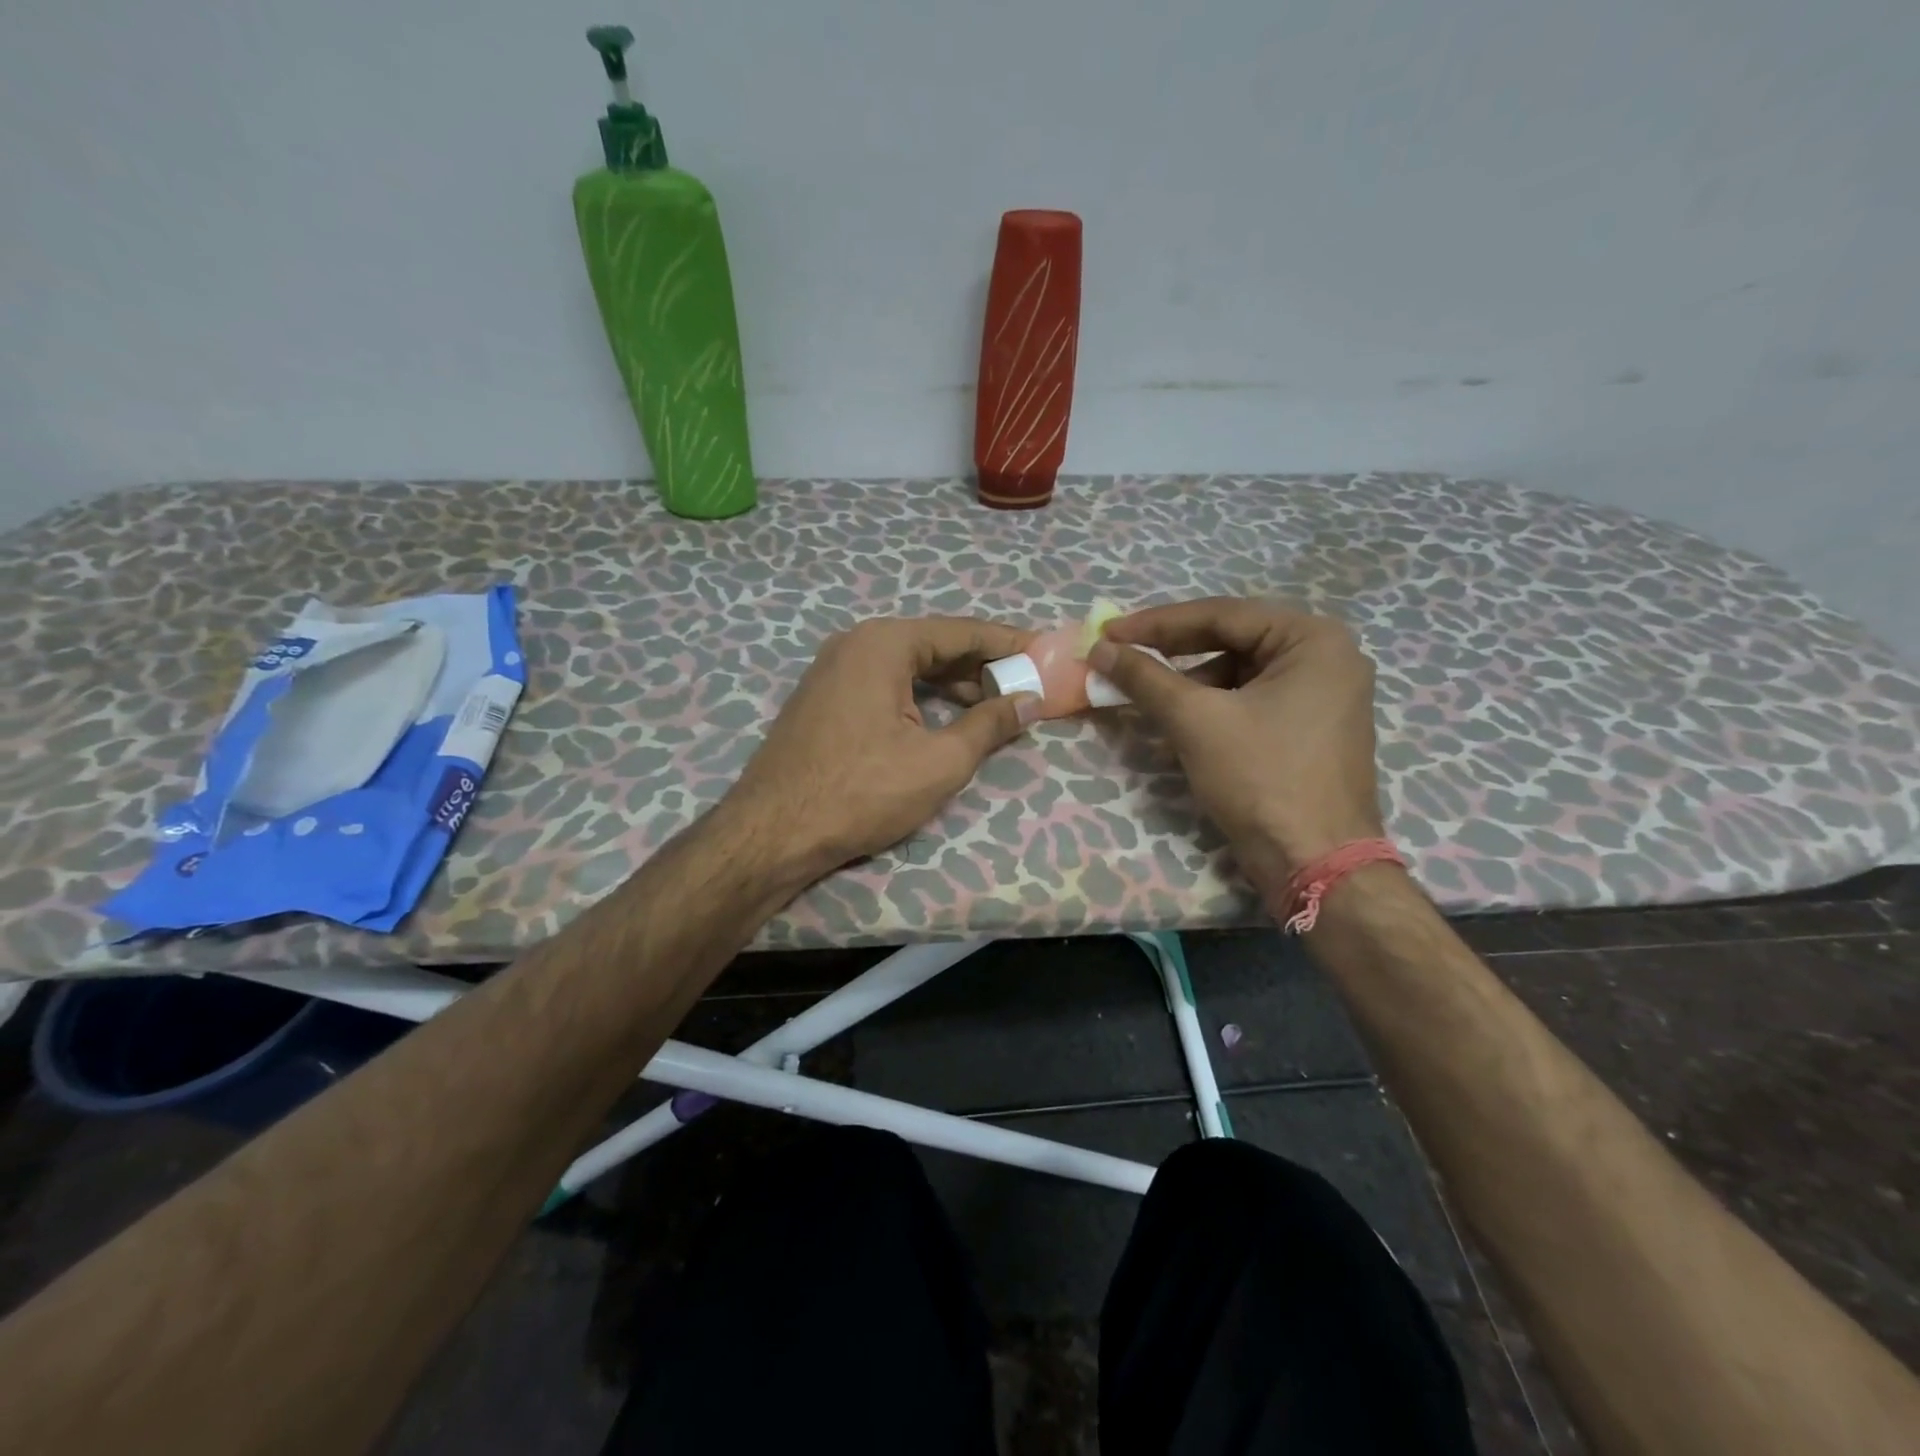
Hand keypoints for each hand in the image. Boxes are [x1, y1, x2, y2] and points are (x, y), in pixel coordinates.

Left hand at [725, 617, 1040, 876]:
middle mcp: (856, 643)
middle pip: (934, 644)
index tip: (1045, 652)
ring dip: (952, 683)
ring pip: (908, 666)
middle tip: (1025, 684)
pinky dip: (920, 695)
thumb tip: (1029, 700)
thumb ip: (989, 724)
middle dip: (981, 665)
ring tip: (993, 705)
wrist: (773, 831)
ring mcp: (833, 670)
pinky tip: (944, 717)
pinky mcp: (824, 698)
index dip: (1008, 643)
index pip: (961, 632)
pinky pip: (884, 683)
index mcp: (884, 643)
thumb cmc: (861, 791)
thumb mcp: (939, 761)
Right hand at [1088, 597, 1383, 885]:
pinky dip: (1211, 707)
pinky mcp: (1310, 728)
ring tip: (1145, 696)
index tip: (1108, 632)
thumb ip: (1145, 677)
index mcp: (1313, 640)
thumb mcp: (1196, 720)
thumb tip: (1099, 649)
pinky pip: (1251, 700)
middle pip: (1232, 640)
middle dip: (1172, 652)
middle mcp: (1327, 656)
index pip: (1222, 615)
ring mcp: (1323, 695)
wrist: (1315, 863)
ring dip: (1188, 683)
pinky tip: (1176, 724)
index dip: (1158, 623)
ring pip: (1238, 672)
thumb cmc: (1261, 779)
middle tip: (1121, 655)